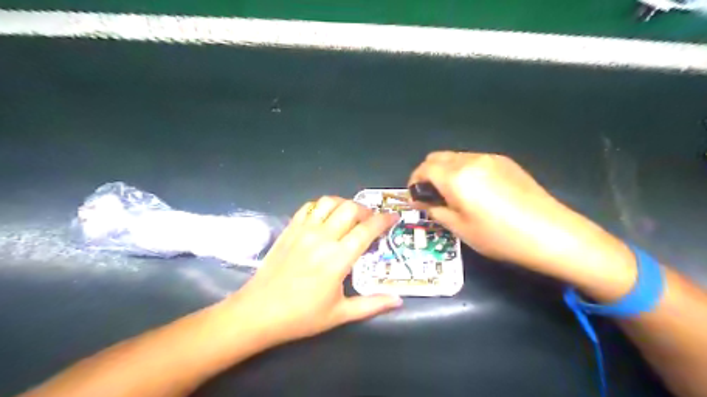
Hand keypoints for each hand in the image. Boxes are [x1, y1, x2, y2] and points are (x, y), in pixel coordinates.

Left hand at [226, 197, 402, 345]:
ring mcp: (303, 231)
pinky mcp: (289, 229)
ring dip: (345, 204)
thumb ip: (372, 305)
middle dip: (367, 210)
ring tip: (350, 215)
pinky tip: (326, 217)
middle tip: (371, 220)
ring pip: (329, 202)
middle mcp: (322, 238)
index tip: (393, 217)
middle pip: (350, 209)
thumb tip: (398, 301)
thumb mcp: (340, 315)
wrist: (258, 312)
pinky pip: (309, 207)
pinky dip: (322, 206)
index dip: (384, 220)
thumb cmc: (301, 317)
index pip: (367, 229)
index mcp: (338, 259)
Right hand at [409, 151, 635, 297]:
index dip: (414, 181)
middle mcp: (470, 160)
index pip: (424, 169)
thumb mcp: (460, 229)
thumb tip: (423, 201)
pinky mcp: (505, 162)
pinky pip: (473, 160)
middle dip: (427, 173)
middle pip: (437, 157)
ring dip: (445, 171)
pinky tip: (475, 191)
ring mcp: (490, 158)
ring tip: (453, 194)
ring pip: (455, 157)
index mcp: (456, 176)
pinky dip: (463, 170)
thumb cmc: (499, 236)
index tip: (415, 197)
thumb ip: (436, 210)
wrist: (551, 233)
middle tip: (431, 196)